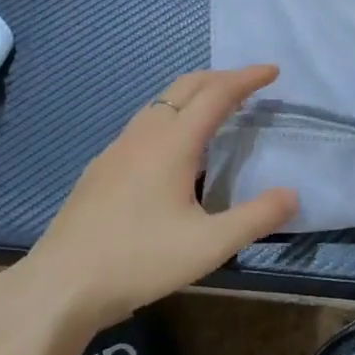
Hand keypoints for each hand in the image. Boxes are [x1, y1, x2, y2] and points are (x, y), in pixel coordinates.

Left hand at [18, 66, 298, 332]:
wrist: (62, 284)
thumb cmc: (140, 260)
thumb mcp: (210, 245)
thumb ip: (256, 218)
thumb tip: (292, 194)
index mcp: (172, 143)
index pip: (216, 94)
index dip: (246, 79)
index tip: (272, 71)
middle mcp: (144, 135)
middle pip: (185, 86)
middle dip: (220, 77)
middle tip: (249, 84)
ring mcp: (117, 149)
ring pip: (160, 103)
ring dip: (193, 95)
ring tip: (216, 111)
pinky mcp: (102, 168)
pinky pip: (144, 124)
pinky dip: (171, 116)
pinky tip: (172, 150)